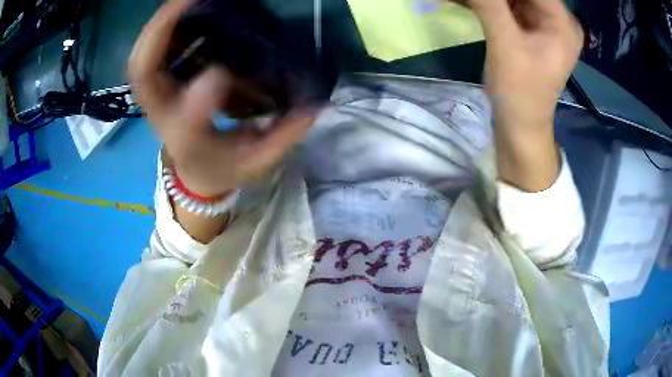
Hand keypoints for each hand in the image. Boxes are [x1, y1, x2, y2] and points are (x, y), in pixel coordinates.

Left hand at [128, 0, 316, 196]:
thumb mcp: (257, 161)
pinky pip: (150, 54)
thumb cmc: (222, 167)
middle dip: (160, 31)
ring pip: (141, 58)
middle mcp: (163, 114)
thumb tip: (314, 106)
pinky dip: (160, 30)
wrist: (193, 172)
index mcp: (188, 139)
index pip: (188, 120)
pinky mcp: (159, 85)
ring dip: (158, 25)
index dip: (204, 93)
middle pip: (143, 71)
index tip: (224, 72)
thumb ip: (284, 136)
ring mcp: (156, 97)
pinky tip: (181, 13)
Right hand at [465, 0, 583, 128]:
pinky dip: (488, 3)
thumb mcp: (506, 45)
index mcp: (562, 23)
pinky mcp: (530, 28)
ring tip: (467, 2)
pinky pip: (507, 5)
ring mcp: (543, 23)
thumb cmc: (520, 92)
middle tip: (473, 1)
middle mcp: (556, 18)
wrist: (521, 124)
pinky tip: (467, 3)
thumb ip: (489, 5)